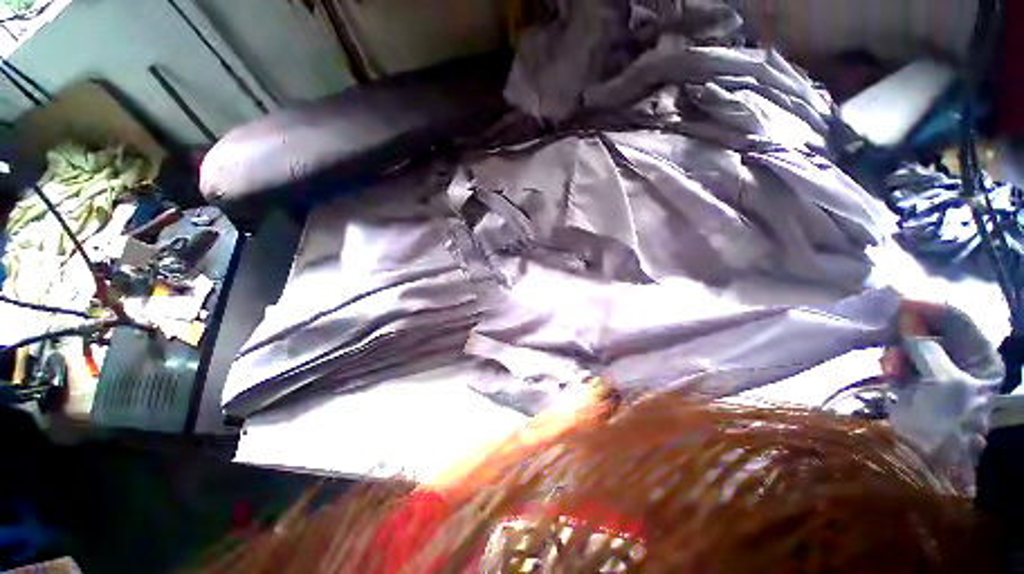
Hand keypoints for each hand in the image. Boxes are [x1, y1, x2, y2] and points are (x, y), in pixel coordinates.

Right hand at [881, 301, 1003, 488]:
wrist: (919, 458)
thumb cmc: (943, 422)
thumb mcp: (943, 382)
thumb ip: (926, 346)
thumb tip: (907, 314)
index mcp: (980, 359)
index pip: (959, 321)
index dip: (933, 309)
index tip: (903, 301)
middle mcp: (960, 360)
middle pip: (932, 330)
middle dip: (909, 334)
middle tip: (890, 336)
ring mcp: (934, 370)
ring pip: (910, 344)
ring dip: (897, 352)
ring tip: (890, 368)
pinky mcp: (912, 378)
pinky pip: (899, 358)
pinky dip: (892, 363)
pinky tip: (889, 374)